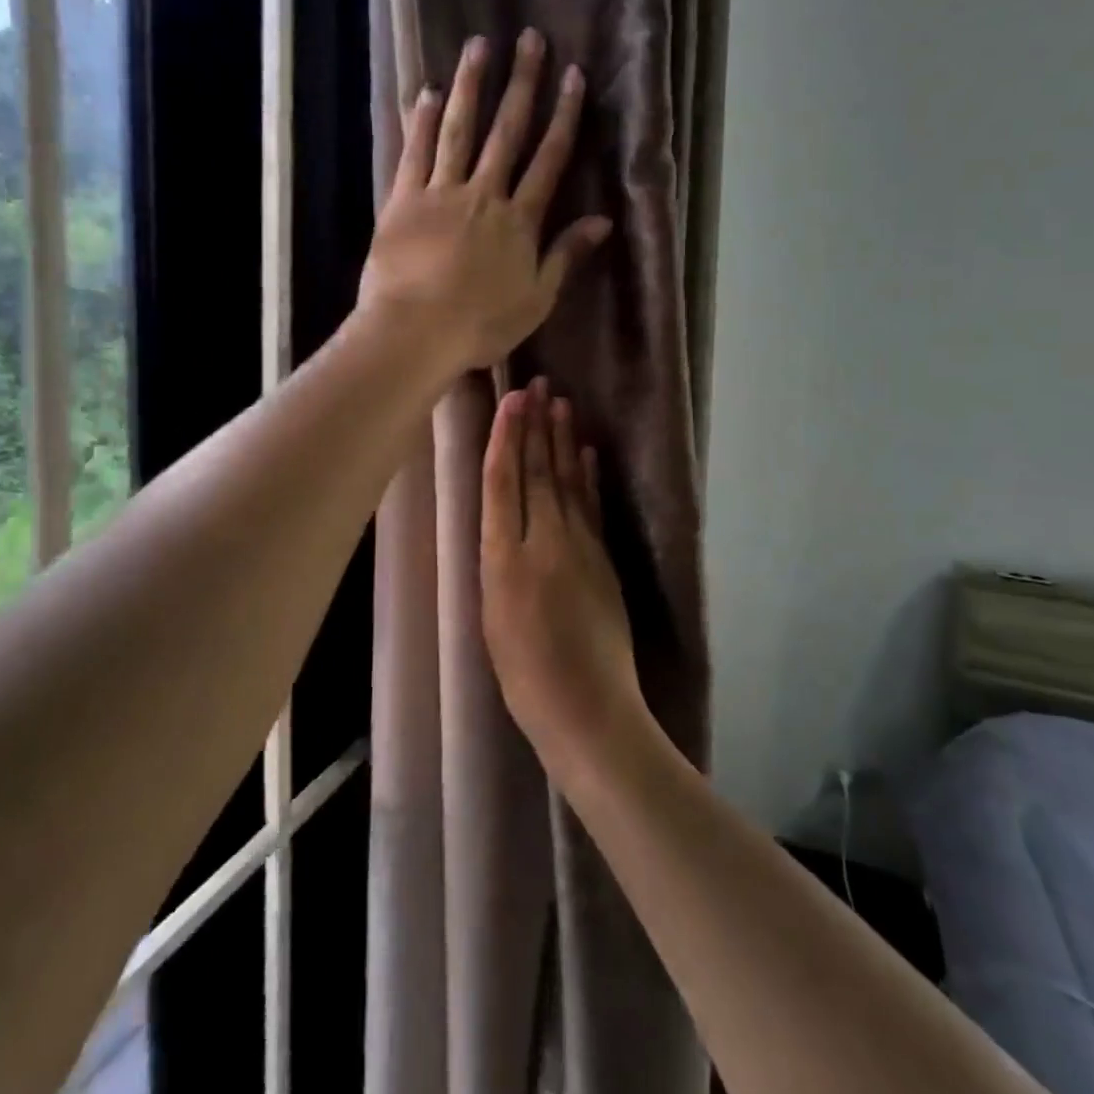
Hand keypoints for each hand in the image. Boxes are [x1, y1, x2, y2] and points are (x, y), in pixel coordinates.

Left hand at [358, 30, 611, 375]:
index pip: (549, 159)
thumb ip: (566, 255)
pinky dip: (422, 121)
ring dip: (470, 86)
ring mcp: (441, 193)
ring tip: (479, 45)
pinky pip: (415, 153)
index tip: (572, 76)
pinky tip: (427, 91)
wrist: (415, 332)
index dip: (563, 116)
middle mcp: (484, 194)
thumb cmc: (480, 326)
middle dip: (521, 83)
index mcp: (520, 221)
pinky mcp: (403, 200)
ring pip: (459, 130)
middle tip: (530, 38)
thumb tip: (603, 221)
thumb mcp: (536, 300)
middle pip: (507, 131)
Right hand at [479, 378, 651, 771]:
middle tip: (538, 384)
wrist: (588, 709)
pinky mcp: (603, 560)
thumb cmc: (524, 677)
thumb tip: (499, 524)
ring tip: (561, 403)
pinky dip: (588, 476)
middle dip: (536, 425)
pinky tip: (587, 452)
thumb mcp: (490, 619)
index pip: (504, 482)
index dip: (507, 437)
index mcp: (504, 559)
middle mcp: (543, 542)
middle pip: (537, 472)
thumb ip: (495, 564)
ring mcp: (579, 548)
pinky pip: (592, 507)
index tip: (512, 401)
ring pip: (567, 482)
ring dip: (563, 440)